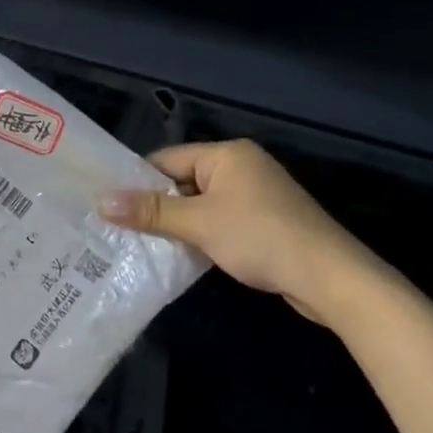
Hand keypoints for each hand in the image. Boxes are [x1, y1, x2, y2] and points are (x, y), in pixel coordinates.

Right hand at [100, 140, 387, 325]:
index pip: (168, 159)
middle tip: (121, 228)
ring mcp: (257, 195)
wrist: (330, 277)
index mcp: (227, 154)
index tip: (110, 204)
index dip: (138, 181)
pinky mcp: (267, 222)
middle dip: (158, 205)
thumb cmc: (260, 237)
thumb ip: (151, 211)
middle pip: (184, 180)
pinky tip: (184, 254)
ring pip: (202, 204)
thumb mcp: (199, 223)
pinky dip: (203, 234)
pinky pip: (222, 220)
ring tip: (144, 243)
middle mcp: (242, 167)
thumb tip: (102, 201)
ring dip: (180, 223)